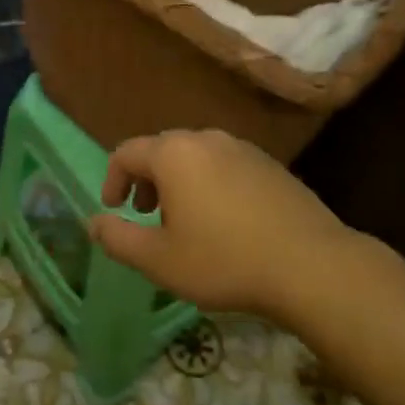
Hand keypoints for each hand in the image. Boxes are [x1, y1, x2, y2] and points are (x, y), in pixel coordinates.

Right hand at [89, 128, 355, 321]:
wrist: (311, 265)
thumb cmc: (225, 261)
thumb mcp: (160, 260)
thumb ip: (119, 238)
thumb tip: (93, 222)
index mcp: (174, 154)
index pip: (127, 152)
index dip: (113, 180)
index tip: (115, 210)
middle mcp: (206, 139)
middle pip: (162, 150)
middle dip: (146, 180)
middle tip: (146, 214)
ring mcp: (242, 148)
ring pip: (195, 156)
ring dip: (178, 182)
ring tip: (183, 220)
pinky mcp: (269, 163)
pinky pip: (224, 165)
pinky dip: (209, 183)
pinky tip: (223, 221)